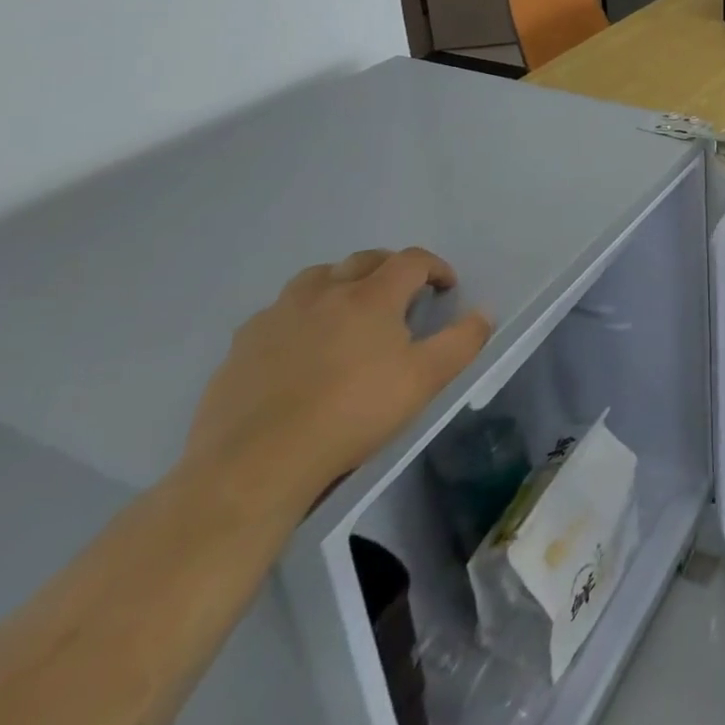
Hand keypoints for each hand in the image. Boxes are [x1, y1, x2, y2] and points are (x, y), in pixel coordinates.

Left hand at [185, 248, 492, 511]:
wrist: (255, 464)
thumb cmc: (352, 414)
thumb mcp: (425, 381)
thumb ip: (462, 341)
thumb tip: (483, 313)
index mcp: (371, 295)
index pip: (412, 260)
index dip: (435, 267)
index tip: (446, 288)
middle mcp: (324, 292)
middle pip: (364, 260)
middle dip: (390, 269)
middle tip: (402, 295)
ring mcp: (278, 315)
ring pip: (316, 278)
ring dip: (341, 283)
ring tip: (349, 312)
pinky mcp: (241, 345)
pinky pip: (278, 313)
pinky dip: (299, 316)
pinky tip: (301, 347)